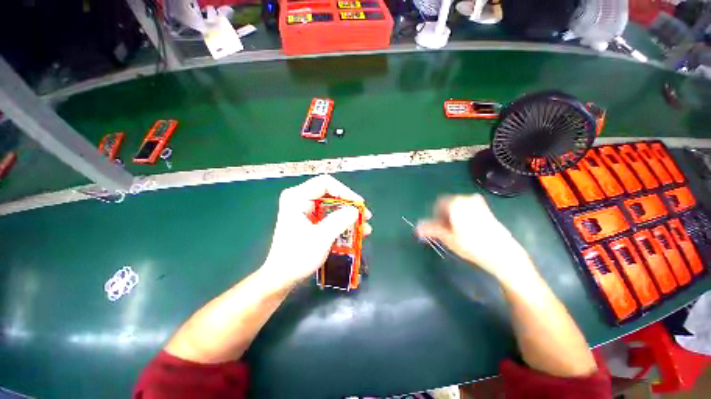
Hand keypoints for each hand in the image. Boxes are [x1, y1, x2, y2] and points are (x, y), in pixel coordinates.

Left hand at [260, 175, 371, 288]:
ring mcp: (303, 209)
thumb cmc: (297, 257)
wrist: (281, 277)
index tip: (359, 204)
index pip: (325, 183)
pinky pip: (328, 216)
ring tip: (363, 227)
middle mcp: (299, 199)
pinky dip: (341, 222)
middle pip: (330, 194)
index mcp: (297, 197)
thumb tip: (355, 210)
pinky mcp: (308, 219)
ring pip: (331, 205)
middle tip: (364, 216)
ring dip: (348, 216)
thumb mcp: (321, 237)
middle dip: (349, 206)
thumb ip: (340, 220)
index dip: (345, 191)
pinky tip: (353, 232)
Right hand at [416, 194, 534, 283]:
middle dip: (444, 216)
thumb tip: (416, 228)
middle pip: (448, 204)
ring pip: (458, 207)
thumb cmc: (472, 246)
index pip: (438, 204)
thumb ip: (431, 229)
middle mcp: (466, 198)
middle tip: (446, 231)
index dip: (435, 216)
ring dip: (453, 216)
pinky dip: (463, 216)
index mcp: (456, 203)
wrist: (503, 254)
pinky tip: (467, 230)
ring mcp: (478, 203)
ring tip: (456, 232)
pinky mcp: (486, 209)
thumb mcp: (448, 238)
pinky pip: (468, 209)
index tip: (437, 228)